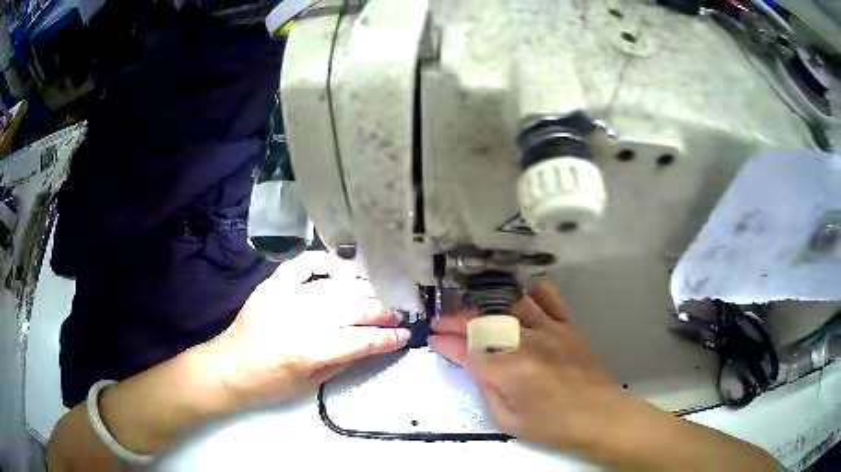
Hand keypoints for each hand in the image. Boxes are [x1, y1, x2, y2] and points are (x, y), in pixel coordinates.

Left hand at [210, 251, 410, 407]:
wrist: (229, 366)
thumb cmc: (269, 384)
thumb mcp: (310, 385)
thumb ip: (344, 360)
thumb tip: (375, 342)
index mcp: (302, 353)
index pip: (356, 341)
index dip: (385, 338)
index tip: (403, 335)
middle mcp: (293, 320)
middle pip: (349, 308)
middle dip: (380, 312)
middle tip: (396, 315)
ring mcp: (281, 296)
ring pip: (334, 285)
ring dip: (363, 289)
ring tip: (380, 296)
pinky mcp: (272, 283)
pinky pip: (306, 263)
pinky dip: (330, 264)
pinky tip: (347, 273)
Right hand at [429, 284, 629, 455]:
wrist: (599, 417)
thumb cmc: (552, 427)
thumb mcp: (507, 421)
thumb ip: (485, 390)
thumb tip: (473, 366)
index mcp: (508, 371)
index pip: (467, 350)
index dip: (446, 343)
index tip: (433, 339)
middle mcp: (526, 343)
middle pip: (484, 322)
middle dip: (457, 321)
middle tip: (442, 324)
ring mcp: (549, 330)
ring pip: (512, 305)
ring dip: (487, 306)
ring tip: (474, 313)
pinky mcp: (567, 327)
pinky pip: (549, 299)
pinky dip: (533, 293)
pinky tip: (521, 297)